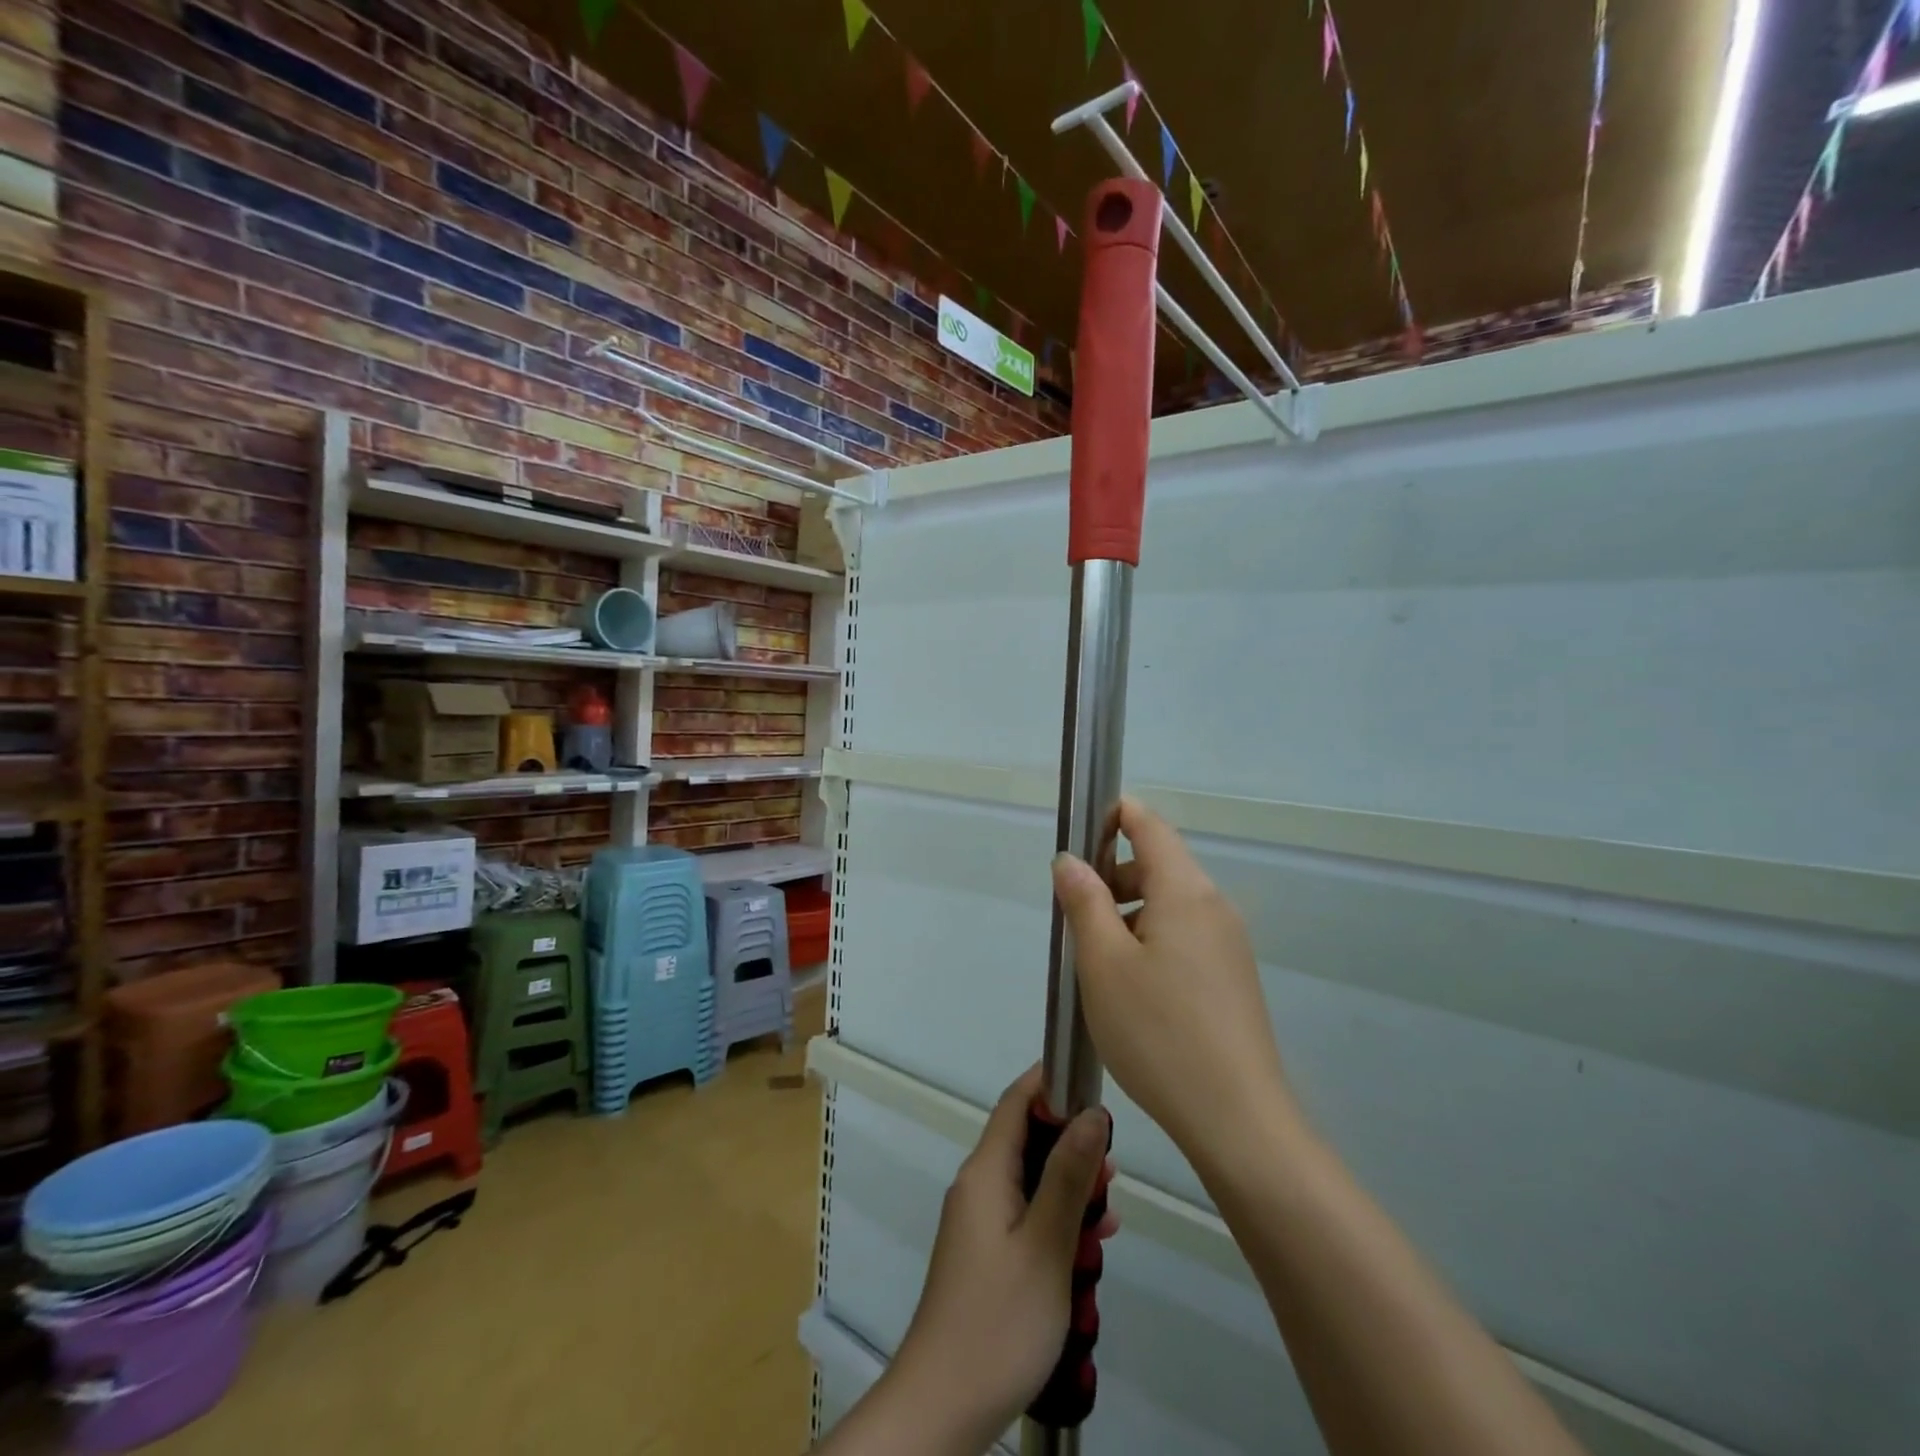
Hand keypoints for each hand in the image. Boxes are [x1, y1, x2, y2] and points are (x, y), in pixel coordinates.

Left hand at [888, 1066, 1115, 1450]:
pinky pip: (1027, 1216)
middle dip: (1071, 1147)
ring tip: (1108, 1215)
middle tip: (1112, 1170)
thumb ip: (1068, 1176)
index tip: (1093, 1086)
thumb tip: (1091, 1113)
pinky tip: (1090, 1247)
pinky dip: (1058, 1222)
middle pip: (1028, 1141)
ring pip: (1032, 1182)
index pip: (1016, 1102)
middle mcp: (978, 1186)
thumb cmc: (1000, 1319)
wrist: (945, 1405)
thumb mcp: (1046, 1245)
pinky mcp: (988, 1254)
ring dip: (1070, 1191)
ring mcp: (981, 1222)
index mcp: (985, 1171)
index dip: (1051, 1084)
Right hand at [1052, 797, 1294, 1169]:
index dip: (1115, 815)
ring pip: (1170, 904)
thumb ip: (1084, 902)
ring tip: (1096, 958)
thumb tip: (1070, 860)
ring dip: (1129, 912)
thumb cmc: (1157, 1032)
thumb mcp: (1103, 963)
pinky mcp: (1232, 977)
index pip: (1150, 826)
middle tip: (1074, 913)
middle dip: (1113, 874)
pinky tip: (1130, 987)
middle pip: (1159, 865)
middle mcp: (1214, 907)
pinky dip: (1151, 939)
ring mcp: (1229, 944)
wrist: (1236, 1119)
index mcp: (1185, 891)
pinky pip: (1185, 936)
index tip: (1078, 830)